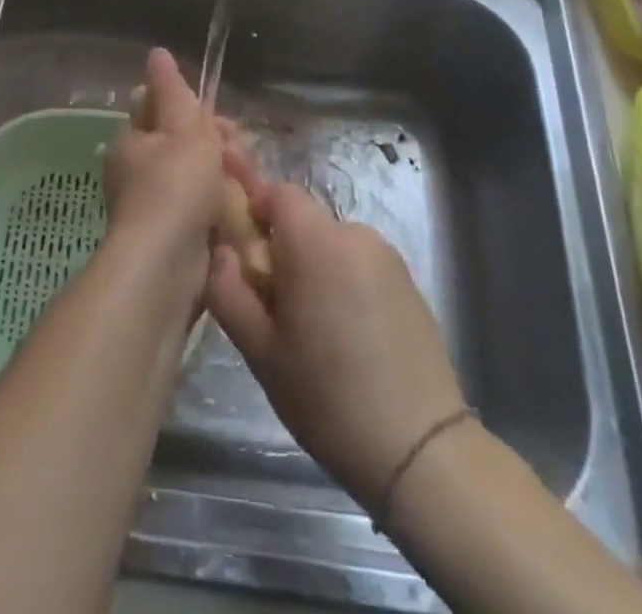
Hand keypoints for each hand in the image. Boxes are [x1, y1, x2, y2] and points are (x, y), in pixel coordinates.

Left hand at [102, 49, 229, 280]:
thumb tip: (157, 52)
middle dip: (218, 147)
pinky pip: (202, 212)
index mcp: (132, 141)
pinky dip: (222, 210)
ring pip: (197, 180)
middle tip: (242, 157)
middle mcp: (136, 172)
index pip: (162, 111)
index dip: (196, 111)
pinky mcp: (173, 240)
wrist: (166, 269)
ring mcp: (154, 208)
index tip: (225, 124)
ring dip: (226, 178)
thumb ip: (174, 91)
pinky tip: (243, 213)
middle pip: (184, 146)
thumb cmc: (175, 187)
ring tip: (250, 187)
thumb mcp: (182, 130)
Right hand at [205, 178, 468, 504]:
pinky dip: (344, 283)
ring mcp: (387, 257)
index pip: (276, 192)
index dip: (253, 210)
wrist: (421, 450)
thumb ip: (228, 291)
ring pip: (332, 244)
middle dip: (282, 248)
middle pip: (304, 219)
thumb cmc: (328, 397)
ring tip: (312, 328)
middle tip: (273, 305)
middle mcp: (354, 233)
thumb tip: (220, 252)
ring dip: (314, 267)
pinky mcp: (409, 282)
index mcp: (315, 241)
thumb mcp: (261, 351)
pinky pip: (360, 265)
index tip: (242, 252)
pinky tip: (347, 337)